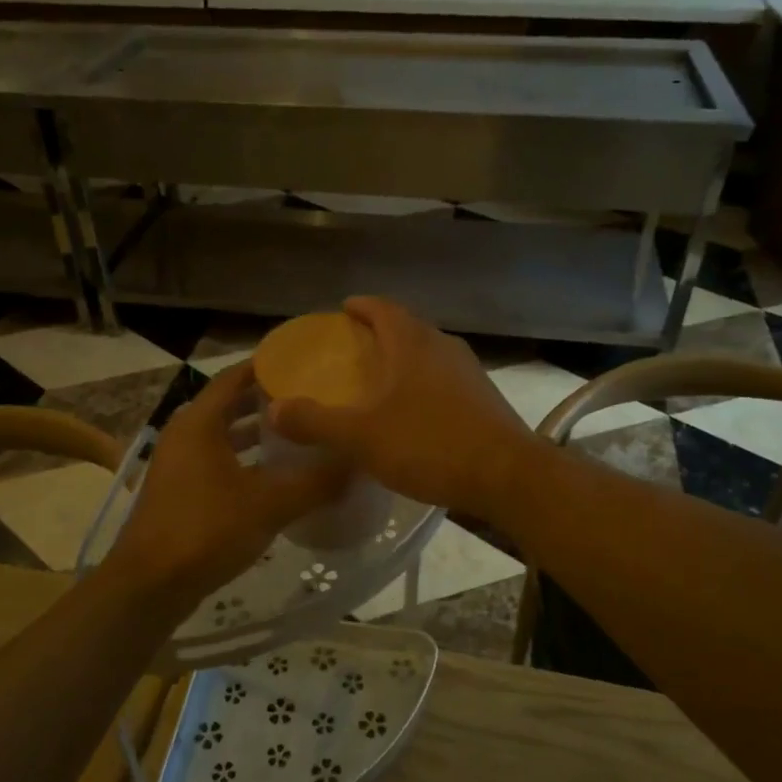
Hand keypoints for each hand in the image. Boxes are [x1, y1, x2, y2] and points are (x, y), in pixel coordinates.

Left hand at [104, 363, 346, 610]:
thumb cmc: (206, 531)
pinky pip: (218, 461)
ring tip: (299, 432)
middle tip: (310, 396)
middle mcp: (185, 435)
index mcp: (199, 423)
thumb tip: (357, 462)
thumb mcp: (269, 504)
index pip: (234, 377)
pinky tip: (276, 476)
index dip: (267, 366)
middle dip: (267, 400)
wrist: (150, 586)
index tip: (304, 362)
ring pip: (224, 436)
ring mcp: (179, 465)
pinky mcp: (180, 492)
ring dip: (257, 433)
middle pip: (230, 405)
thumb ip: (315, 482)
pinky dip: (245, 460)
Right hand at [266, 297, 539, 518]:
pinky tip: (414, 412)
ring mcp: (469, 372)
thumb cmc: (430, 445)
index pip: (383, 308)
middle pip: (407, 328)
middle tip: (353, 349)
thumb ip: (316, 422)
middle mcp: (443, 347)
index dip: (361, 306)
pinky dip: (423, 384)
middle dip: (380, 333)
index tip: (343, 310)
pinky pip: (444, 379)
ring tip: (380, 380)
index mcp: (412, 344)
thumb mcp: (362, 437)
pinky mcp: (484, 398)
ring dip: (404, 359)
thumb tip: (274, 409)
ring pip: (428, 354)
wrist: (507, 475)